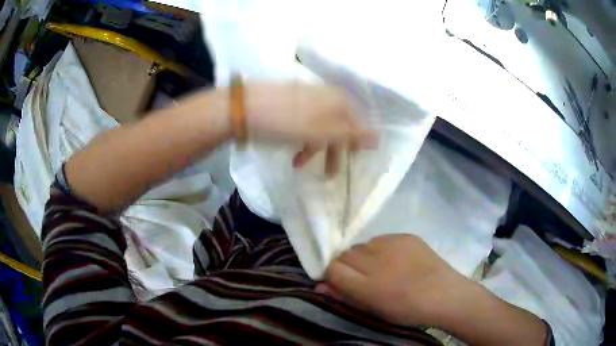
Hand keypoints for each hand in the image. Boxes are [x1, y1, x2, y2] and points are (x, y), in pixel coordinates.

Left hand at [245, 83, 376, 173]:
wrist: (247, 107)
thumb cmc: (290, 121)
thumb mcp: (324, 131)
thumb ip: (352, 135)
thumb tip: (379, 138)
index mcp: (339, 100)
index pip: (358, 123)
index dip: (356, 143)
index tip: (351, 161)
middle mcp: (327, 97)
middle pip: (339, 126)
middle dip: (334, 151)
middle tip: (330, 173)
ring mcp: (309, 99)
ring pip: (321, 127)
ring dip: (314, 149)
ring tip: (300, 166)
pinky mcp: (293, 104)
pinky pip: (305, 124)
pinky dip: (302, 140)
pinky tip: (294, 154)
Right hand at [319, 234, 469, 326]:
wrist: (444, 294)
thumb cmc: (407, 310)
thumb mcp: (373, 310)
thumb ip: (345, 296)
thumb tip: (321, 285)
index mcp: (368, 286)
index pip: (333, 268)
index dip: (334, 275)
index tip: (343, 281)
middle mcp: (376, 260)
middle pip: (345, 254)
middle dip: (349, 265)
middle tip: (364, 276)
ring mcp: (392, 244)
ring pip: (362, 245)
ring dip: (365, 256)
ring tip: (382, 267)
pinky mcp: (405, 235)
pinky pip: (382, 239)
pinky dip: (382, 249)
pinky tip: (396, 259)